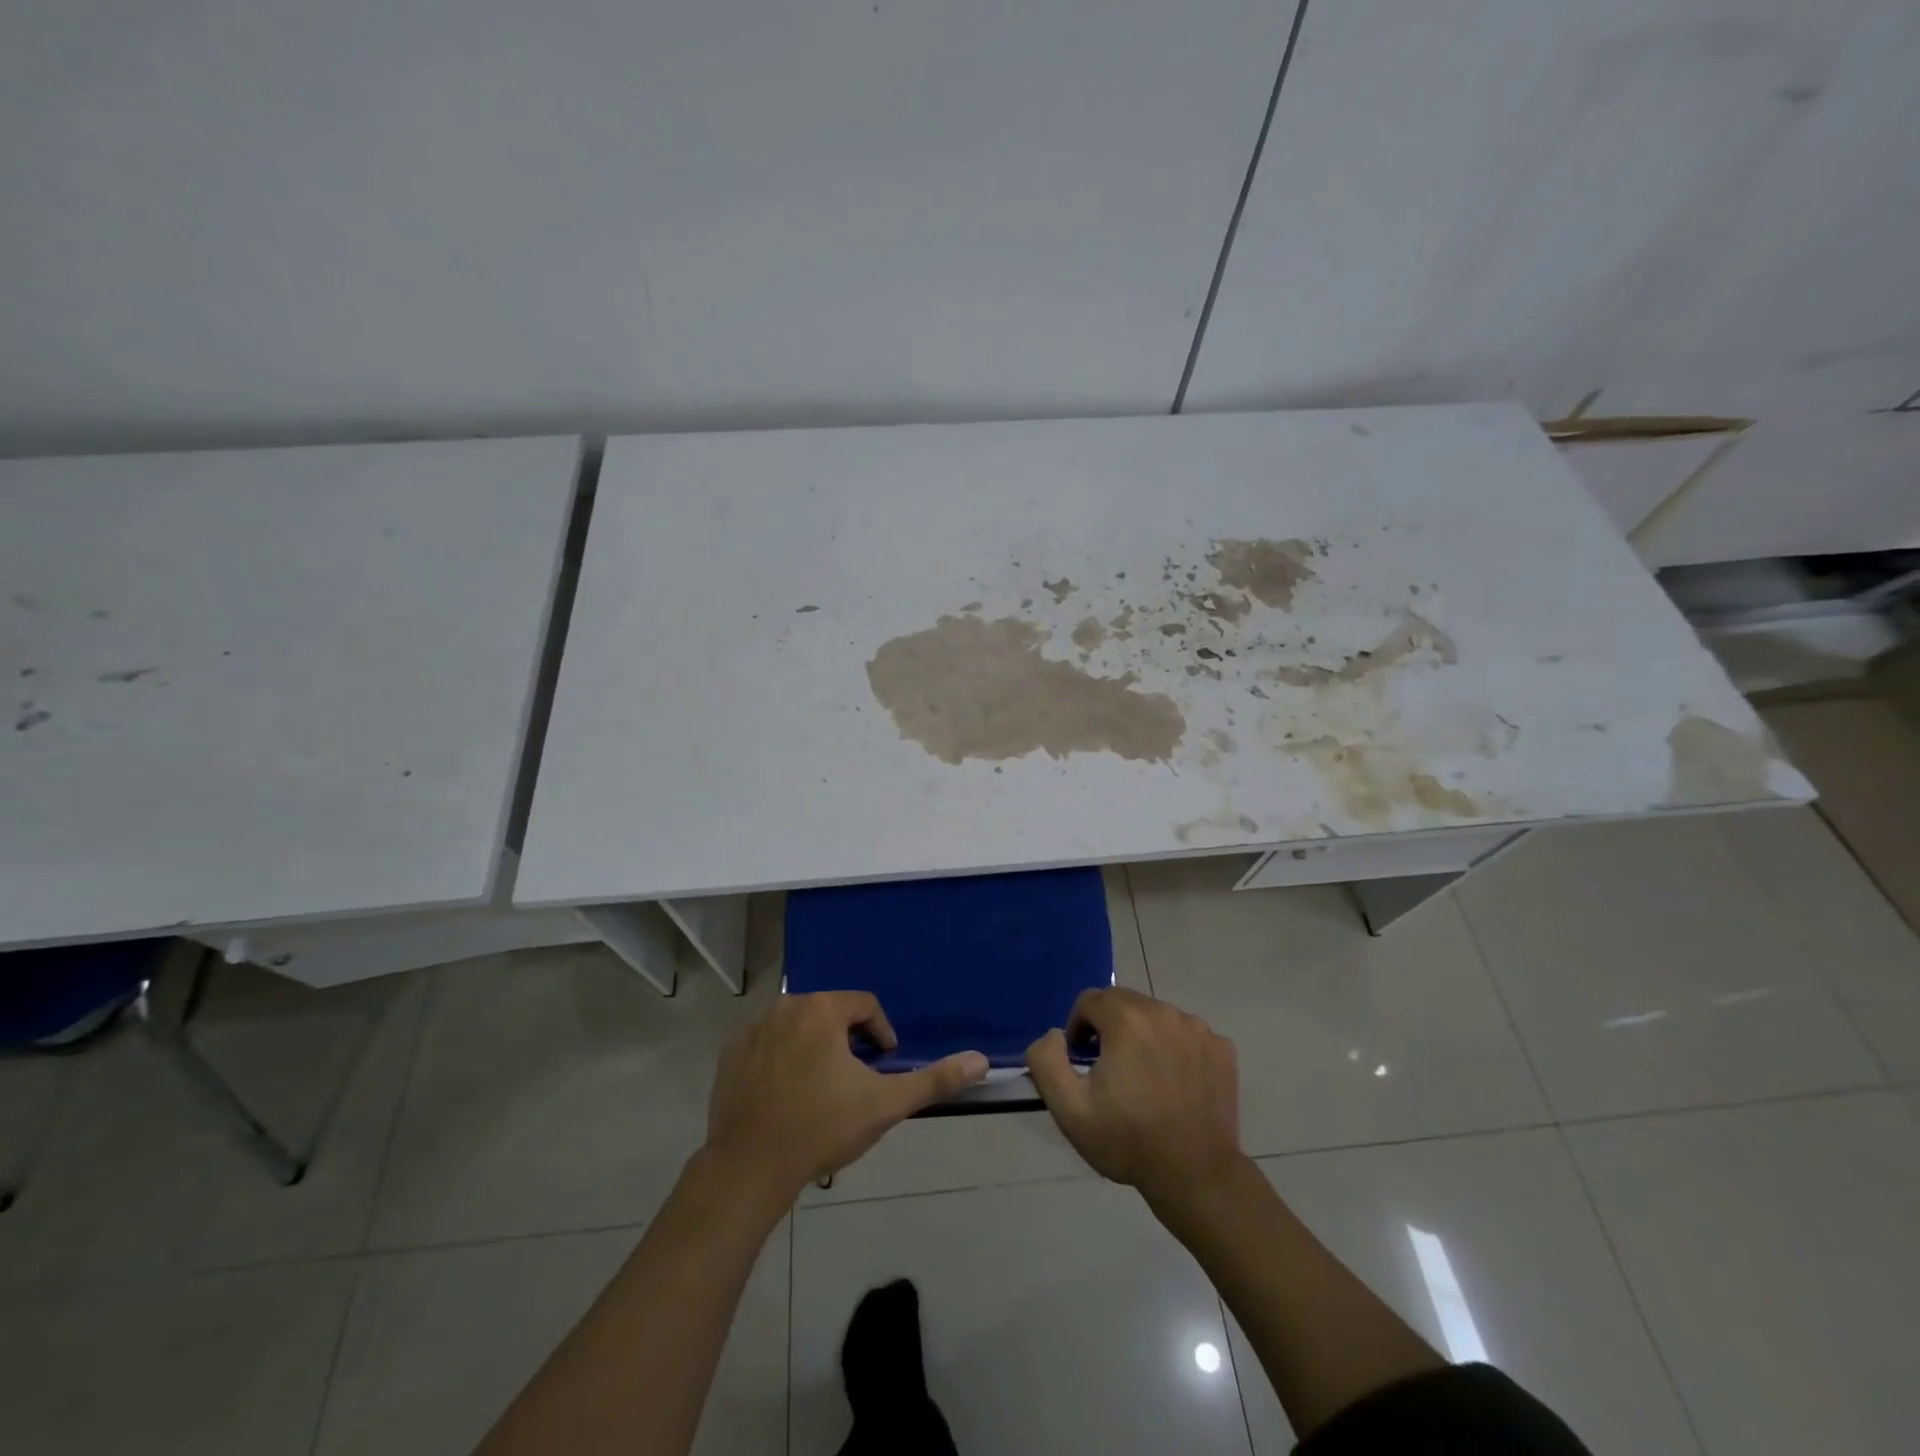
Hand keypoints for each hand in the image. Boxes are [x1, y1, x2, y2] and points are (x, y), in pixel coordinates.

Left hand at [704, 992, 987, 1200]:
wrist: (748, 1169)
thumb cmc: (821, 1128)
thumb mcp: (885, 1104)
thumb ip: (934, 1079)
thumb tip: (981, 1059)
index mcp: (822, 1009)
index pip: (865, 1006)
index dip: (881, 1035)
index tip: (884, 1066)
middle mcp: (786, 1006)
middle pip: (830, 1015)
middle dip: (848, 1042)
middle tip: (854, 1083)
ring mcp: (753, 1029)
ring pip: (798, 1029)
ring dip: (815, 1049)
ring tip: (822, 1092)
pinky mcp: (731, 1054)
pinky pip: (766, 1046)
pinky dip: (781, 1061)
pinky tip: (786, 1097)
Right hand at [1026, 986, 1244, 1203]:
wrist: (1195, 1176)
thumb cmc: (1128, 1141)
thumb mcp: (1069, 1109)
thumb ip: (1047, 1060)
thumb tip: (1055, 1034)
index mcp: (1126, 1020)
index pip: (1090, 1000)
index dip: (1079, 1027)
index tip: (1082, 1060)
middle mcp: (1163, 1012)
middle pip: (1124, 1002)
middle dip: (1109, 1026)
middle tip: (1109, 1068)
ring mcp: (1197, 1029)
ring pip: (1156, 1015)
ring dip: (1142, 1034)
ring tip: (1143, 1076)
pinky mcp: (1221, 1048)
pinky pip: (1186, 1033)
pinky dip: (1175, 1047)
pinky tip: (1174, 1082)